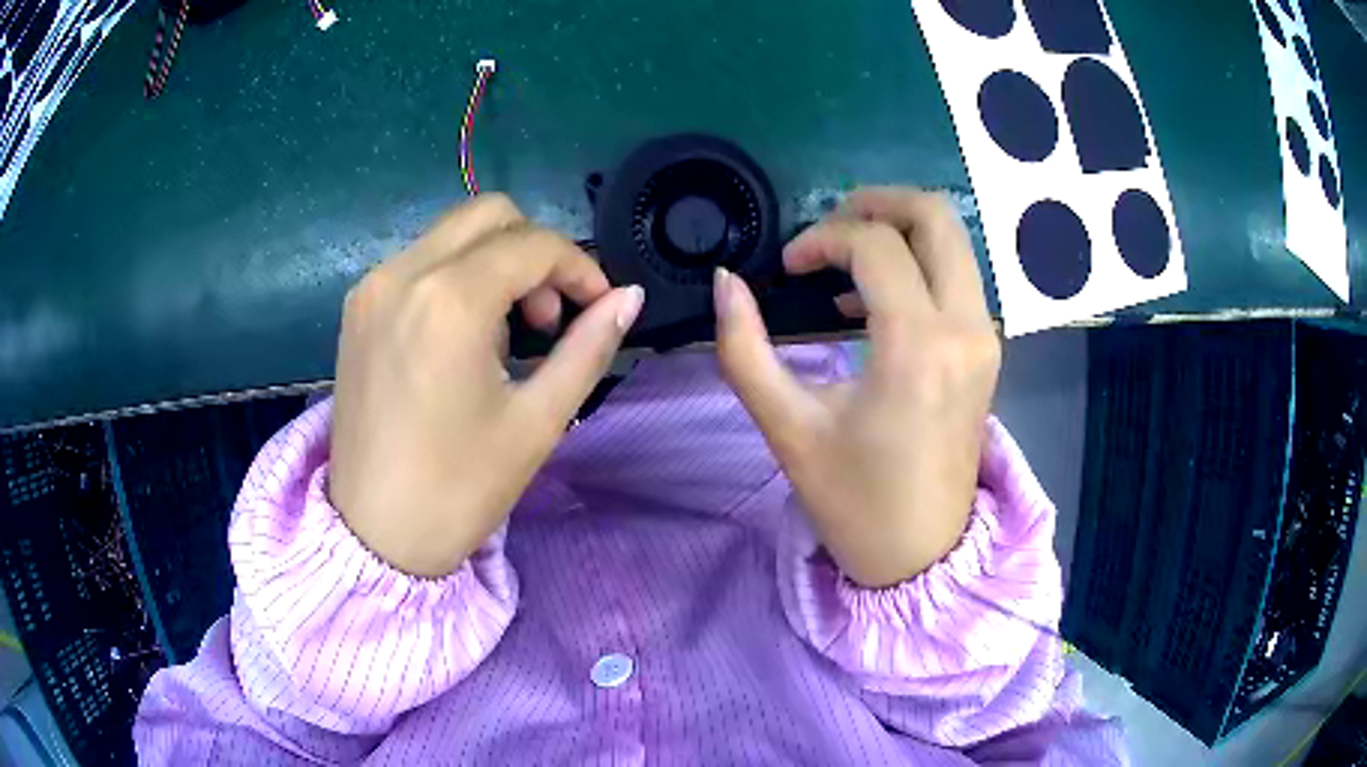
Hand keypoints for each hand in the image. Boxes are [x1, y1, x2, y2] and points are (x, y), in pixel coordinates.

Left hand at [329, 194, 644, 577]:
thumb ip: (588, 348)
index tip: (599, 306)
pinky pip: (419, 261)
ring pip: (452, 233)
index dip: (579, 267)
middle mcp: (403, 273)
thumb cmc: (458, 489)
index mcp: (449, 300)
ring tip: (505, 335)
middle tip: (548, 316)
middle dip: (535, 251)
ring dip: (495, 262)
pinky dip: (456, 276)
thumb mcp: (537, 421)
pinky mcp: (357, 307)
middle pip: (489, 215)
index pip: (533, 244)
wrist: (373, 535)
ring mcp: (372, 286)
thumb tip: (629, 299)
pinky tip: (462, 337)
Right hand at [714, 188, 999, 587]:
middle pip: (935, 215)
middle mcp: (964, 327)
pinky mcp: (986, 350)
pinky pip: (958, 275)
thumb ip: (745, 349)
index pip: (874, 245)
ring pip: (954, 240)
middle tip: (827, 228)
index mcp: (917, 345)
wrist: (922, 555)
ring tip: (843, 260)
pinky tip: (875, 297)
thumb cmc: (854, 501)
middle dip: (875, 203)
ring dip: (898, 231)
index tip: (786, 268)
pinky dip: (918, 262)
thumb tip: (725, 282)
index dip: (821, 239)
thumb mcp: (788, 428)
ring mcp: (985, 336)